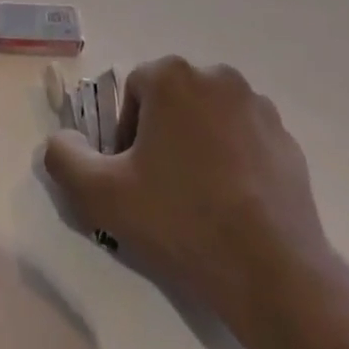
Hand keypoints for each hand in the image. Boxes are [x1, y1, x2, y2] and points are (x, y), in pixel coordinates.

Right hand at [42, 57, 343, 331]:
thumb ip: (64, 158)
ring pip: (210, 118)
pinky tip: (233, 206)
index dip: (126, 134)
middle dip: (162, 136)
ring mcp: (258, 106)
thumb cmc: (182, 220)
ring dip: (198, 146)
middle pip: (173, 101)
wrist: (272, 272)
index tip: (132, 177)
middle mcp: (217, 76)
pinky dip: (234, 161)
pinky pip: (246, 140)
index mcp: (173, 76)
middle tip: (161, 189)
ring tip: (199, 200)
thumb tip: (61, 138)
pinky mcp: (287, 140)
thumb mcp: (102, 195)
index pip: (134, 91)